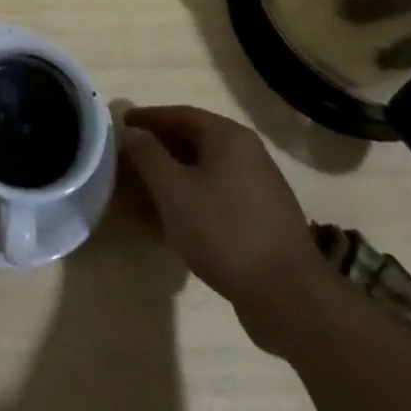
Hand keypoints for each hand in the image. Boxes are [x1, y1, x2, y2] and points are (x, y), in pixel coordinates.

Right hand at [122, 105, 334, 352]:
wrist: (288, 296)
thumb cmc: (223, 232)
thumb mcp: (172, 190)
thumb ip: (148, 155)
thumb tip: (135, 132)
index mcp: (229, 137)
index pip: (179, 114)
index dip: (148, 118)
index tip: (122, 125)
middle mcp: (249, 153)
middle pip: (196, 138)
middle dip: (162, 146)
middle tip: (132, 156)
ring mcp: (262, 186)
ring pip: (209, 168)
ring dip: (178, 172)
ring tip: (150, 187)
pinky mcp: (266, 217)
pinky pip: (222, 192)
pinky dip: (196, 194)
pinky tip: (181, 216)